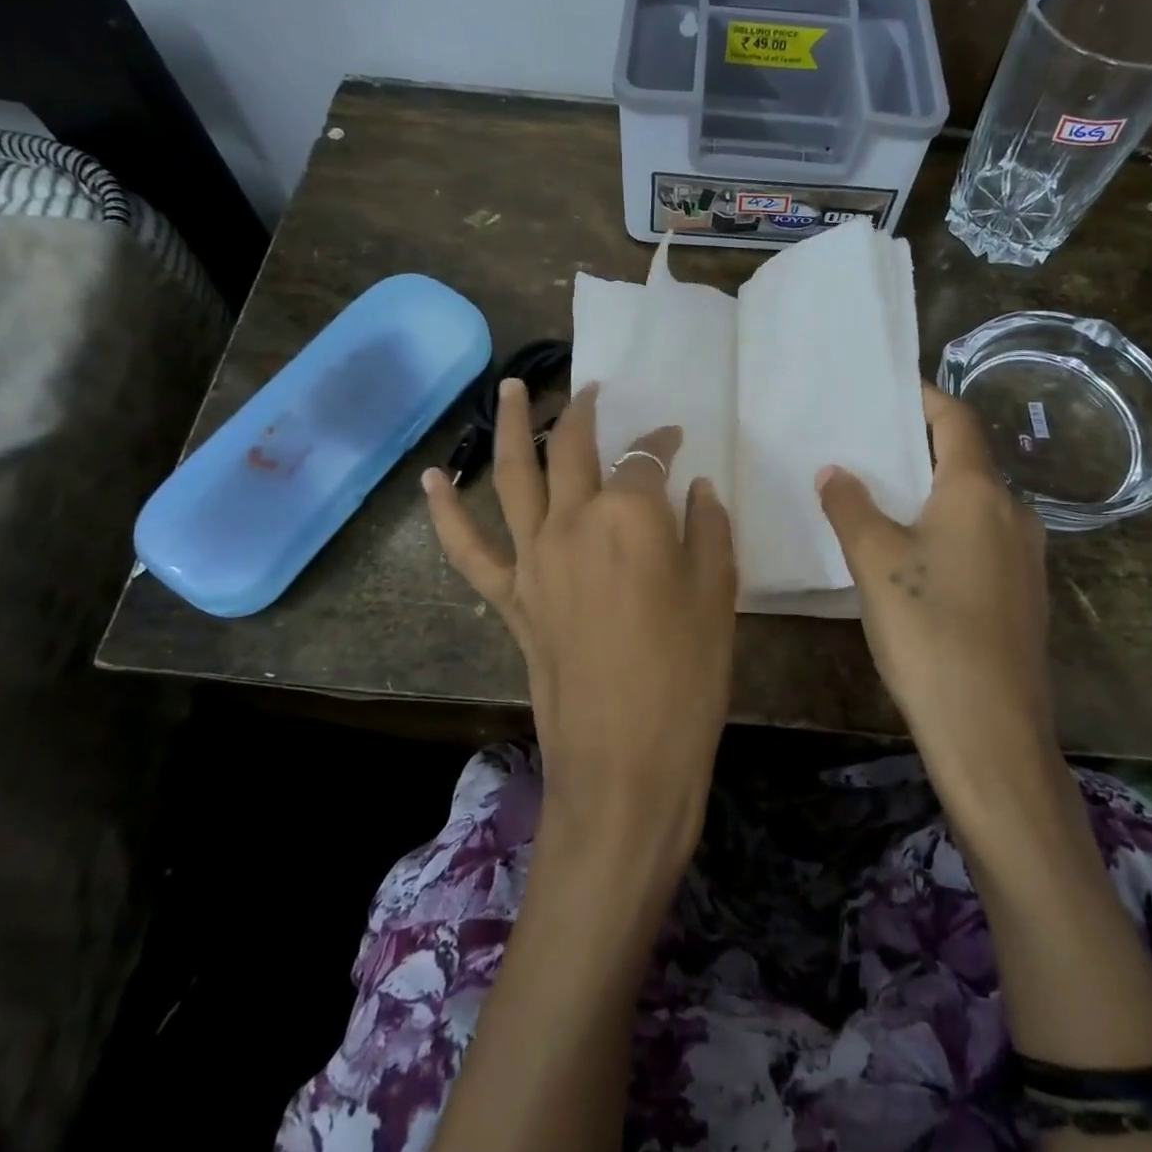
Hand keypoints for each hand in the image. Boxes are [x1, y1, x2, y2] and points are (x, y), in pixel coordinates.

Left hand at [423, 381, 736, 867]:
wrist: (625, 762)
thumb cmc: (687, 679)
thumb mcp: (718, 597)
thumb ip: (708, 530)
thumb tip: (696, 489)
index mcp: (631, 516)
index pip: (645, 458)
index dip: (661, 443)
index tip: (675, 441)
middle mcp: (573, 521)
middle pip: (573, 448)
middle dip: (583, 411)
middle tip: (591, 389)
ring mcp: (534, 558)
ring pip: (514, 475)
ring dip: (512, 426)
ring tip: (509, 388)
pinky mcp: (511, 597)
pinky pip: (469, 549)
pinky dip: (447, 512)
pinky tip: (433, 479)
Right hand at [816, 384, 1052, 791]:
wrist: (990, 729)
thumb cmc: (928, 630)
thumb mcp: (874, 561)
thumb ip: (850, 506)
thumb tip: (835, 471)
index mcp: (979, 492)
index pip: (956, 420)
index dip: (924, 398)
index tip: (889, 390)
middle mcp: (1013, 513)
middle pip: (967, 459)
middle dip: (922, 446)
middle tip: (871, 442)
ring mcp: (1026, 556)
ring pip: (975, 502)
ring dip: (934, 489)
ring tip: (884, 494)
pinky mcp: (1022, 594)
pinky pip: (982, 537)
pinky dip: (948, 526)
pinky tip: (915, 552)